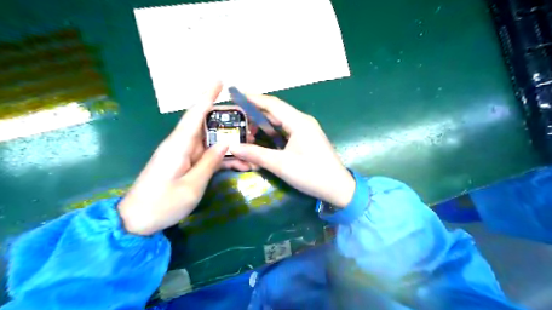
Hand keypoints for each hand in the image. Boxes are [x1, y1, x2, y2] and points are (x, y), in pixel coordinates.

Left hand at [119, 83, 251, 234]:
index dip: (207, 96)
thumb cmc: (162, 204)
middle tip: (250, 126)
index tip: (219, 81)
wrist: (136, 221)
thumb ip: (209, 162)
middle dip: (229, 124)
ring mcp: (183, 155)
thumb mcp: (192, 186)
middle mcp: (181, 145)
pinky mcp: (185, 164)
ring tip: (251, 149)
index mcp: (178, 145)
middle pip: (207, 126)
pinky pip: (207, 156)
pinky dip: (223, 159)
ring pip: (211, 142)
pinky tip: (241, 165)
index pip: (194, 114)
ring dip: (230, 145)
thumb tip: (224, 143)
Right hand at [230, 93, 355, 206]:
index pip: (272, 104)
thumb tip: (233, 147)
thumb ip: (256, 154)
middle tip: (236, 117)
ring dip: (264, 124)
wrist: (338, 188)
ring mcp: (306, 130)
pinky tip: (263, 138)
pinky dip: (272, 132)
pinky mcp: (307, 139)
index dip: (253, 98)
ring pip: (280, 121)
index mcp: (299, 122)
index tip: (236, 95)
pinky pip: (286, 130)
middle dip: (255, 113)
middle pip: (275, 111)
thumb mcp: (281, 164)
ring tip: (246, 128)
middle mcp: (303, 121)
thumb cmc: (311, 174)